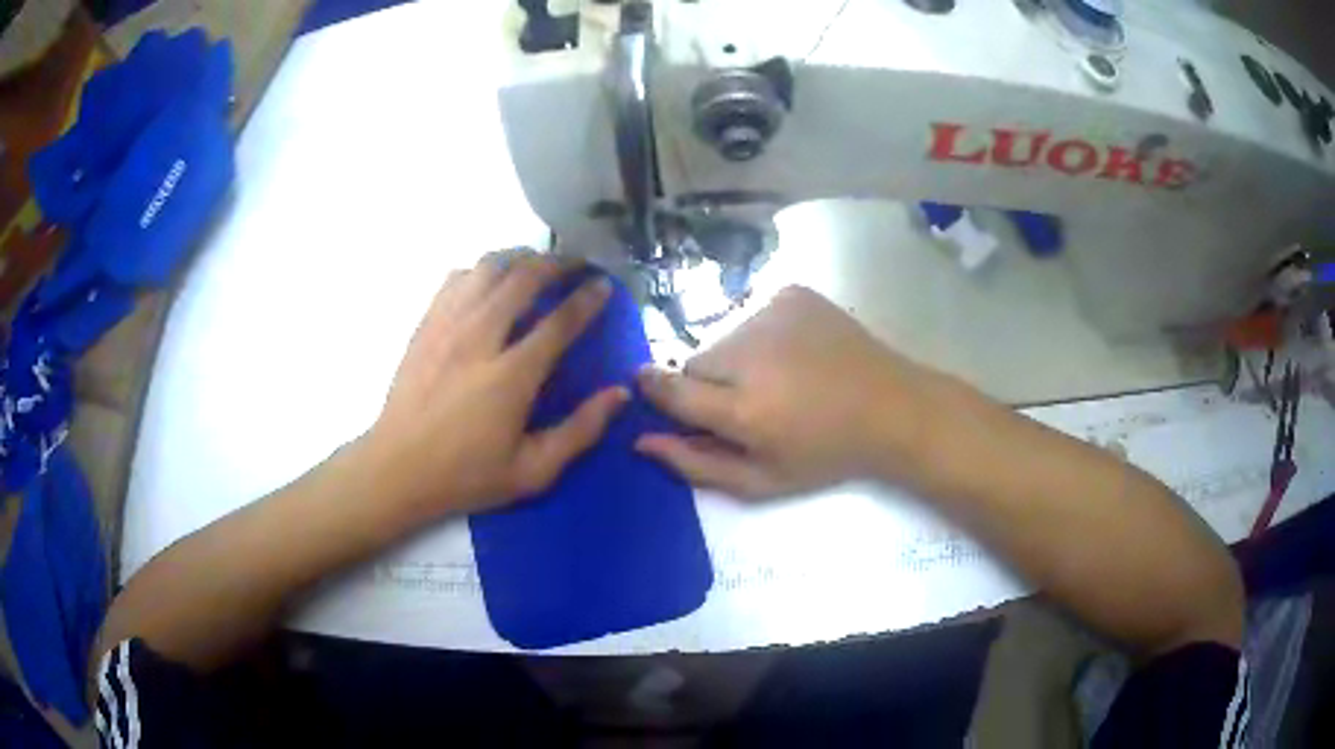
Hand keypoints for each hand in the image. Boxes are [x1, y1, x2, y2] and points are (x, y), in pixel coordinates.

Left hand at [359, 253, 628, 520]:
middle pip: (524, 278)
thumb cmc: (466, 475)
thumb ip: (580, 431)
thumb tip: (620, 394)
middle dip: (558, 263)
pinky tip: (489, 282)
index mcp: (511, 376)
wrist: (397, 469)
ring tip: (537, 264)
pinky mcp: (425, 324)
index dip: (588, 299)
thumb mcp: (533, 471)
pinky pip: (456, 278)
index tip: (604, 284)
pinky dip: (480, 270)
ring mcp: (447, 325)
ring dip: (519, 258)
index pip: (559, 321)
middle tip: (577, 264)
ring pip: (487, 268)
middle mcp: (479, 338)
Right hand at [636, 286, 939, 498]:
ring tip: (780, 377)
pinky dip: (764, 334)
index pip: (669, 388)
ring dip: (738, 358)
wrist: (890, 407)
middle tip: (750, 402)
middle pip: (696, 362)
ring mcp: (772, 314)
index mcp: (743, 408)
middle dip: (710, 384)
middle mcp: (750, 353)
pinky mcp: (791, 293)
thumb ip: (696, 463)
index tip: (652, 389)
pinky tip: (796, 352)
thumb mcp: (762, 480)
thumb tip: (642, 440)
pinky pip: (753, 314)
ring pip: (724, 337)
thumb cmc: (826, 454)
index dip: (655, 389)